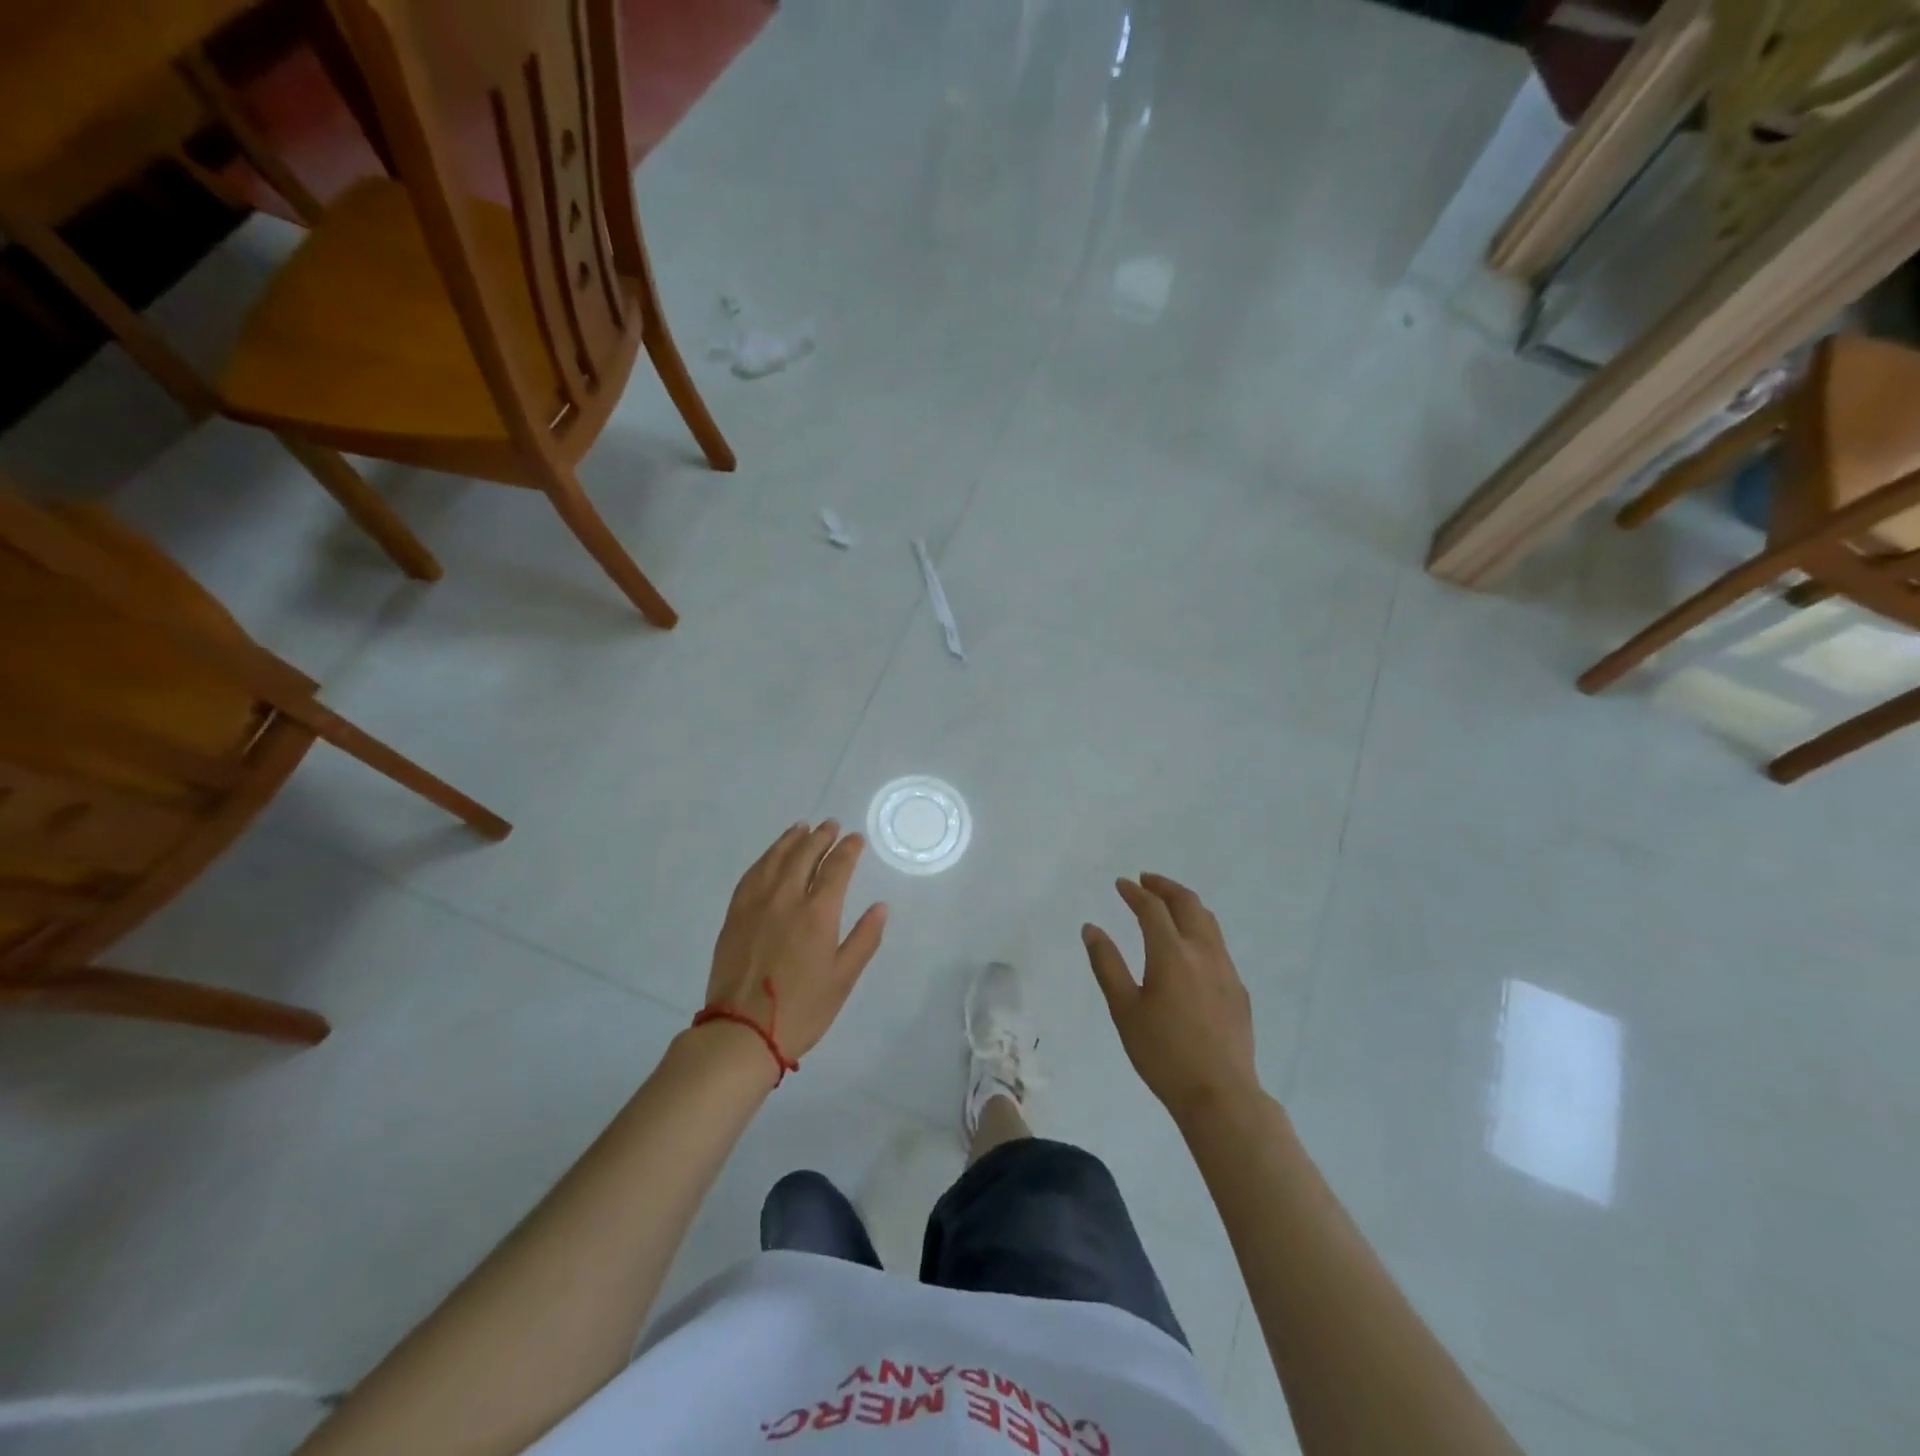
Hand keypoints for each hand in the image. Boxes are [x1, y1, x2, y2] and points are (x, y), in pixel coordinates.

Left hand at [705, 821, 887, 1065]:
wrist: (741, 1032)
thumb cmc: (802, 1009)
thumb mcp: (843, 978)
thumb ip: (864, 938)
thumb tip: (881, 906)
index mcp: (817, 913)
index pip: (837, 868)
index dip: (848, 850)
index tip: (856, 838)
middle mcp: (786, 898)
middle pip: (804, 855)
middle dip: (821, 837)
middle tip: (831, 825)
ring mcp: (756, 904)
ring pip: (775, 859)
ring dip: (791, 840)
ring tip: (802, 827)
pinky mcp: (735, 915)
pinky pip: (751, 875)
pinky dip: (765, 858)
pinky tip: (770, 856)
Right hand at [1082, 874, 1259, 1124]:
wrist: (1220, 1095)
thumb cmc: (1163, 1053)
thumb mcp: (1124, 1010)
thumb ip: (1107, 964)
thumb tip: (1091, 928)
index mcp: (1172, 954)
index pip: (1152, 909)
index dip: (1135, 892)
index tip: (1121, 884)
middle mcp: (1203, 952)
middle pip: (1188, 904)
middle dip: (1165, 887)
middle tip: (1146, 880)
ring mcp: (1226, 970)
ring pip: (1208, 921)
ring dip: (1186, 904)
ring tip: (1168, 904)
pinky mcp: (1238, 989)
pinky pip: (1218, 944)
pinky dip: (1200, 929)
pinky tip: (1189, 947)